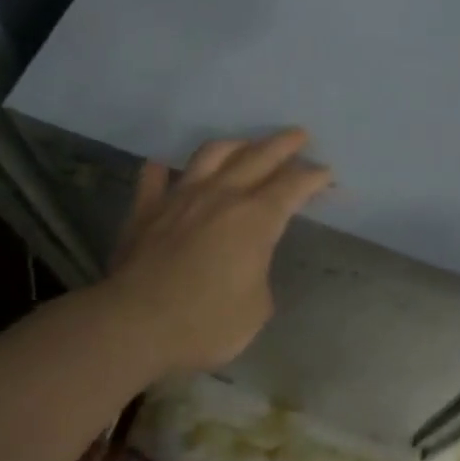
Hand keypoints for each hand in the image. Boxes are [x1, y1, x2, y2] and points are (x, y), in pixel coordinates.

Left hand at [105, 129, 331, 374]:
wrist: (133, 325)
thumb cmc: (206, 323)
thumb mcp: (256, 309)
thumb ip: (258, 275)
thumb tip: (247, 265)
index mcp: (255, 219)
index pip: (293, 186)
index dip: (313, 177)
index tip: (326, 173)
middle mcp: (221, 197)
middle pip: (258, 157)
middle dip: (283, 144)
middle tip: (299, 135)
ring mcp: (180, 199)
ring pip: (211, 155)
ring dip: (234, 145)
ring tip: (245, 144)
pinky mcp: (145, 211)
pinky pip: (154, 180)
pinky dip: (163, 170)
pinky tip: (165, 166)